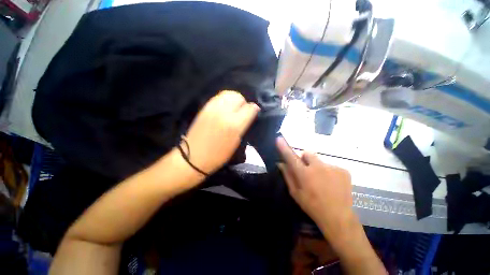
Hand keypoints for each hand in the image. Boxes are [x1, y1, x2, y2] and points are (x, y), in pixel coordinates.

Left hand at [184, 90, 259, 173]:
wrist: (194, 156)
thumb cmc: (218, 155)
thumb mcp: (236, 142)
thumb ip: (244, 126)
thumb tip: (250, 114)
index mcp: (234, 125)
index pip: (250, 108)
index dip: (254, 109)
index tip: (254, 113)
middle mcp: (224, 113)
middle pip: (239, 97)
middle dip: (244, 103)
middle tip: (242, 111)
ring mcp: (213, 108)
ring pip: (228, 94)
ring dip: (234, 99)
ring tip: (234, 108)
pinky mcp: (205, 107)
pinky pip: (219, 97)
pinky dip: (225, 99)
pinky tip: (225, 108)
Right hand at [276, 137, 356, 239]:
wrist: (339, 217)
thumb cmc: (312, 206)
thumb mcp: (295, 193)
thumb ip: (288, 176)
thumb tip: (281, 163)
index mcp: (305, 174)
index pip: (291, 157)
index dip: (284, 147)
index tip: (279, 139)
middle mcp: (318, 167)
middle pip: (307, 154)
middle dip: (305, 159)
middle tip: (306, 171)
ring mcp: (332, 168)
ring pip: (319, 161)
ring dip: (317, 167)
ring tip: (321, 181)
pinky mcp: (344, 170)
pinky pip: (331, 166)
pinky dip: (329, 172)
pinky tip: (331, 183)